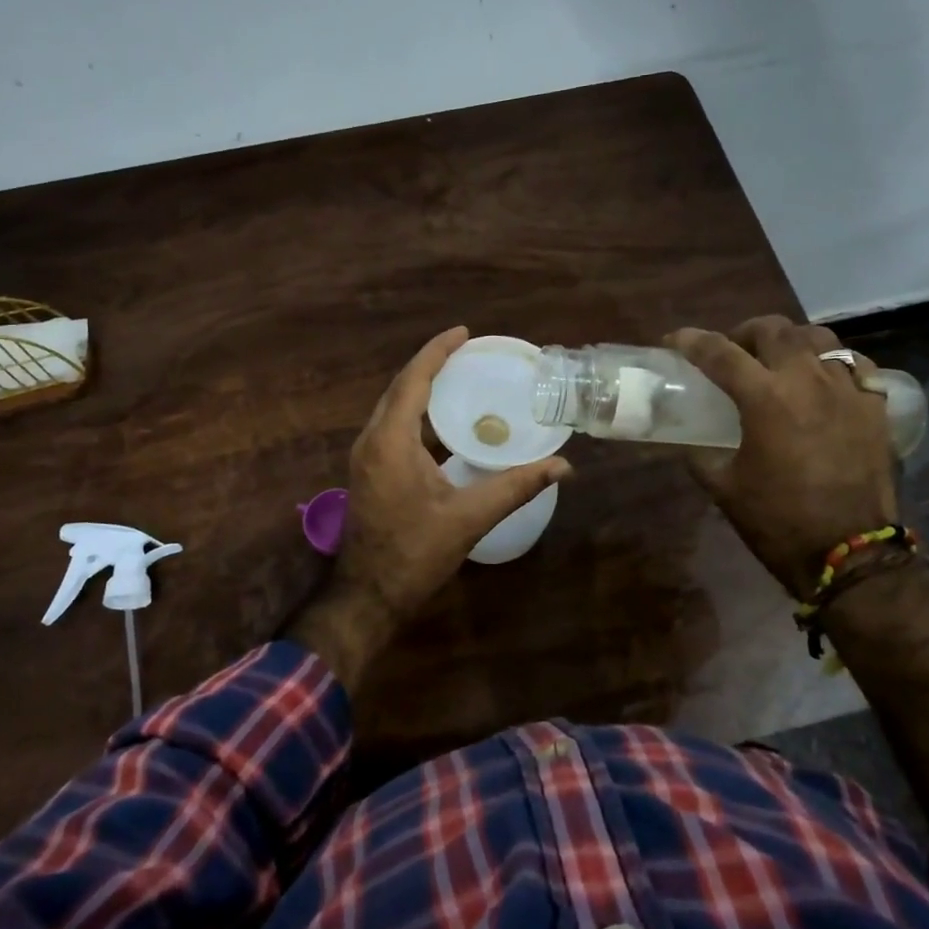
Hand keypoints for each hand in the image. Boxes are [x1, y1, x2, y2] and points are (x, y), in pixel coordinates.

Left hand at [285, 328, 570, 693]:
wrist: (368, 595)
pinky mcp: (369, 471)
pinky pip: (393, 426)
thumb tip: (562, 467)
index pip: (413, 380)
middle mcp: (371, 439)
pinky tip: (445, 422)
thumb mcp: (469, 518)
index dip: (437, 352)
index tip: (464, 333)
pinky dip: (417, 413)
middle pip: (400, 387)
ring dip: (422, 388)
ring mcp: (366, 456)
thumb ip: (515, 487)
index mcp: (390, 441)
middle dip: (431, 364)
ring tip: (459, 377)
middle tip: (468, 351)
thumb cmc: (414, 554)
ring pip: (394, 407)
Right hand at [669, 316, 896, 598]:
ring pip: (818, 338)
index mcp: (764, 399)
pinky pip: (855, 365)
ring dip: (790, 341)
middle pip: (773, 329)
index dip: (692, 341)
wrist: (849, 555)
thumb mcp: (724, 488)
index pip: (719, 353)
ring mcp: (847, 390)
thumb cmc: (778, 521)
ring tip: (779, 360)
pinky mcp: (875, 407)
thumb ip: (700, 455)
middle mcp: (807, 381)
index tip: (675, 340)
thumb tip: (689, 441)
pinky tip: (823, 380)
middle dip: (744, 332)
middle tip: (732, 352)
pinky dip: (833, 363)